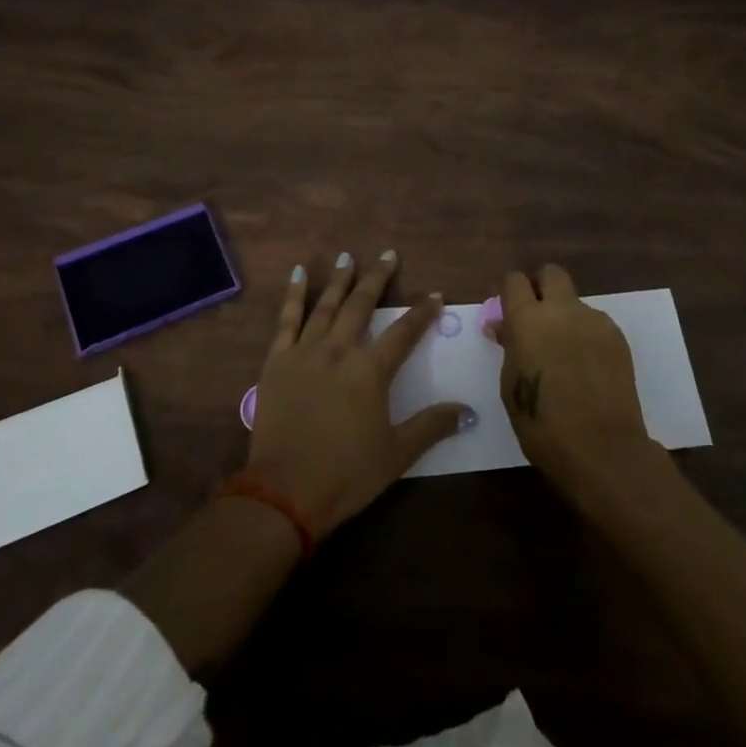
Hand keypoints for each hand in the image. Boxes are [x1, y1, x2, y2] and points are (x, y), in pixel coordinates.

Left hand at [246, 250, 474, 537]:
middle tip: (388, 255)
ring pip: (326, 305)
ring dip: (339, 280)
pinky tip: (299, 274)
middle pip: (362, 305)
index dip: (422, 312)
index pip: (404, 331)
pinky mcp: (277, 361)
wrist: (285, 492)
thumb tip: (469, 411)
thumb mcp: (397, 454)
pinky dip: (294, 295)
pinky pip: (287, 320)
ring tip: (348, 257)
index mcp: (371, 370)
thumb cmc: (346, 474)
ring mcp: (305, 352)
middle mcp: (339, 350)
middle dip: (378, 278)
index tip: (435, 294)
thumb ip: (432, 426)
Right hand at [492, 264, 657, 502]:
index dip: (509, 290)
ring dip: (566, 317)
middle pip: (551, 273)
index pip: (514, 280)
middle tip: (537, 316)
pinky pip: (595, 324)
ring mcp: (594, 321)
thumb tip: (504, 328)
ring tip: (565, 355)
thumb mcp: (510, 385)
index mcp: (527, 320)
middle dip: (541, 286)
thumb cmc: (542, 423)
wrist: (601, 448)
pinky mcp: (617, 337)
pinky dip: (586, 337)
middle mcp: (561, 310)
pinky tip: (587, 368)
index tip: (507, 307)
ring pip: (575, 302)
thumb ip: (509, 348)